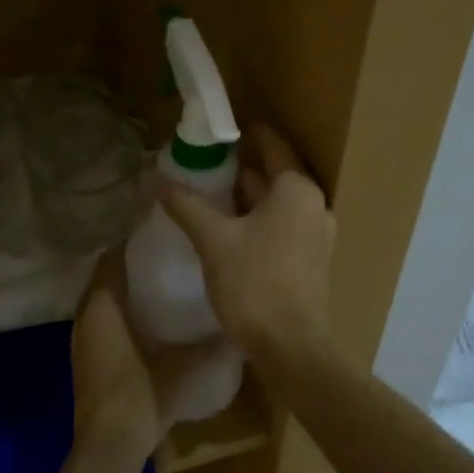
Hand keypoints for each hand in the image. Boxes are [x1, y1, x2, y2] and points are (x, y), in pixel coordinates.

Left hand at [70, 253, 222, 470]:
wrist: (108, 446)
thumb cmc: (142, 394)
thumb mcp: (185, 367)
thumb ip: (213, 346)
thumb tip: (241, 331)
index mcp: (103, 306)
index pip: (111, 259)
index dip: (131, 243)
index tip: (158, 235)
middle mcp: (85, 316)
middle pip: (104, 278)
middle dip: (129, 265)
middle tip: (164, 256)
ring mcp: (81, 340)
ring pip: (100, 302)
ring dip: (122, 291)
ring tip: (158, 283)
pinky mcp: (85, 360)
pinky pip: (100, 322)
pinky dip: (118, 314)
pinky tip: (146, 322)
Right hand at [158, 123, 337, 371]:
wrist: (291, 347)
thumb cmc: (255, 283)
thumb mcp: (213, 239)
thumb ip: (187, 205)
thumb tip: (158, 179)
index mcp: (297, 190)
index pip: (272, 145)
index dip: (247, 133)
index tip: (221, 125)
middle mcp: (314, 205)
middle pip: (275, 174)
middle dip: (242, 166)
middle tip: (204, 158)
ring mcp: (316, 234)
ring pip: (276, 203)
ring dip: (247, 195)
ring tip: (210, 189)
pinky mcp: (309, 260)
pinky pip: (280, 225)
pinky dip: (256, 218)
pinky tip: (228, 227)